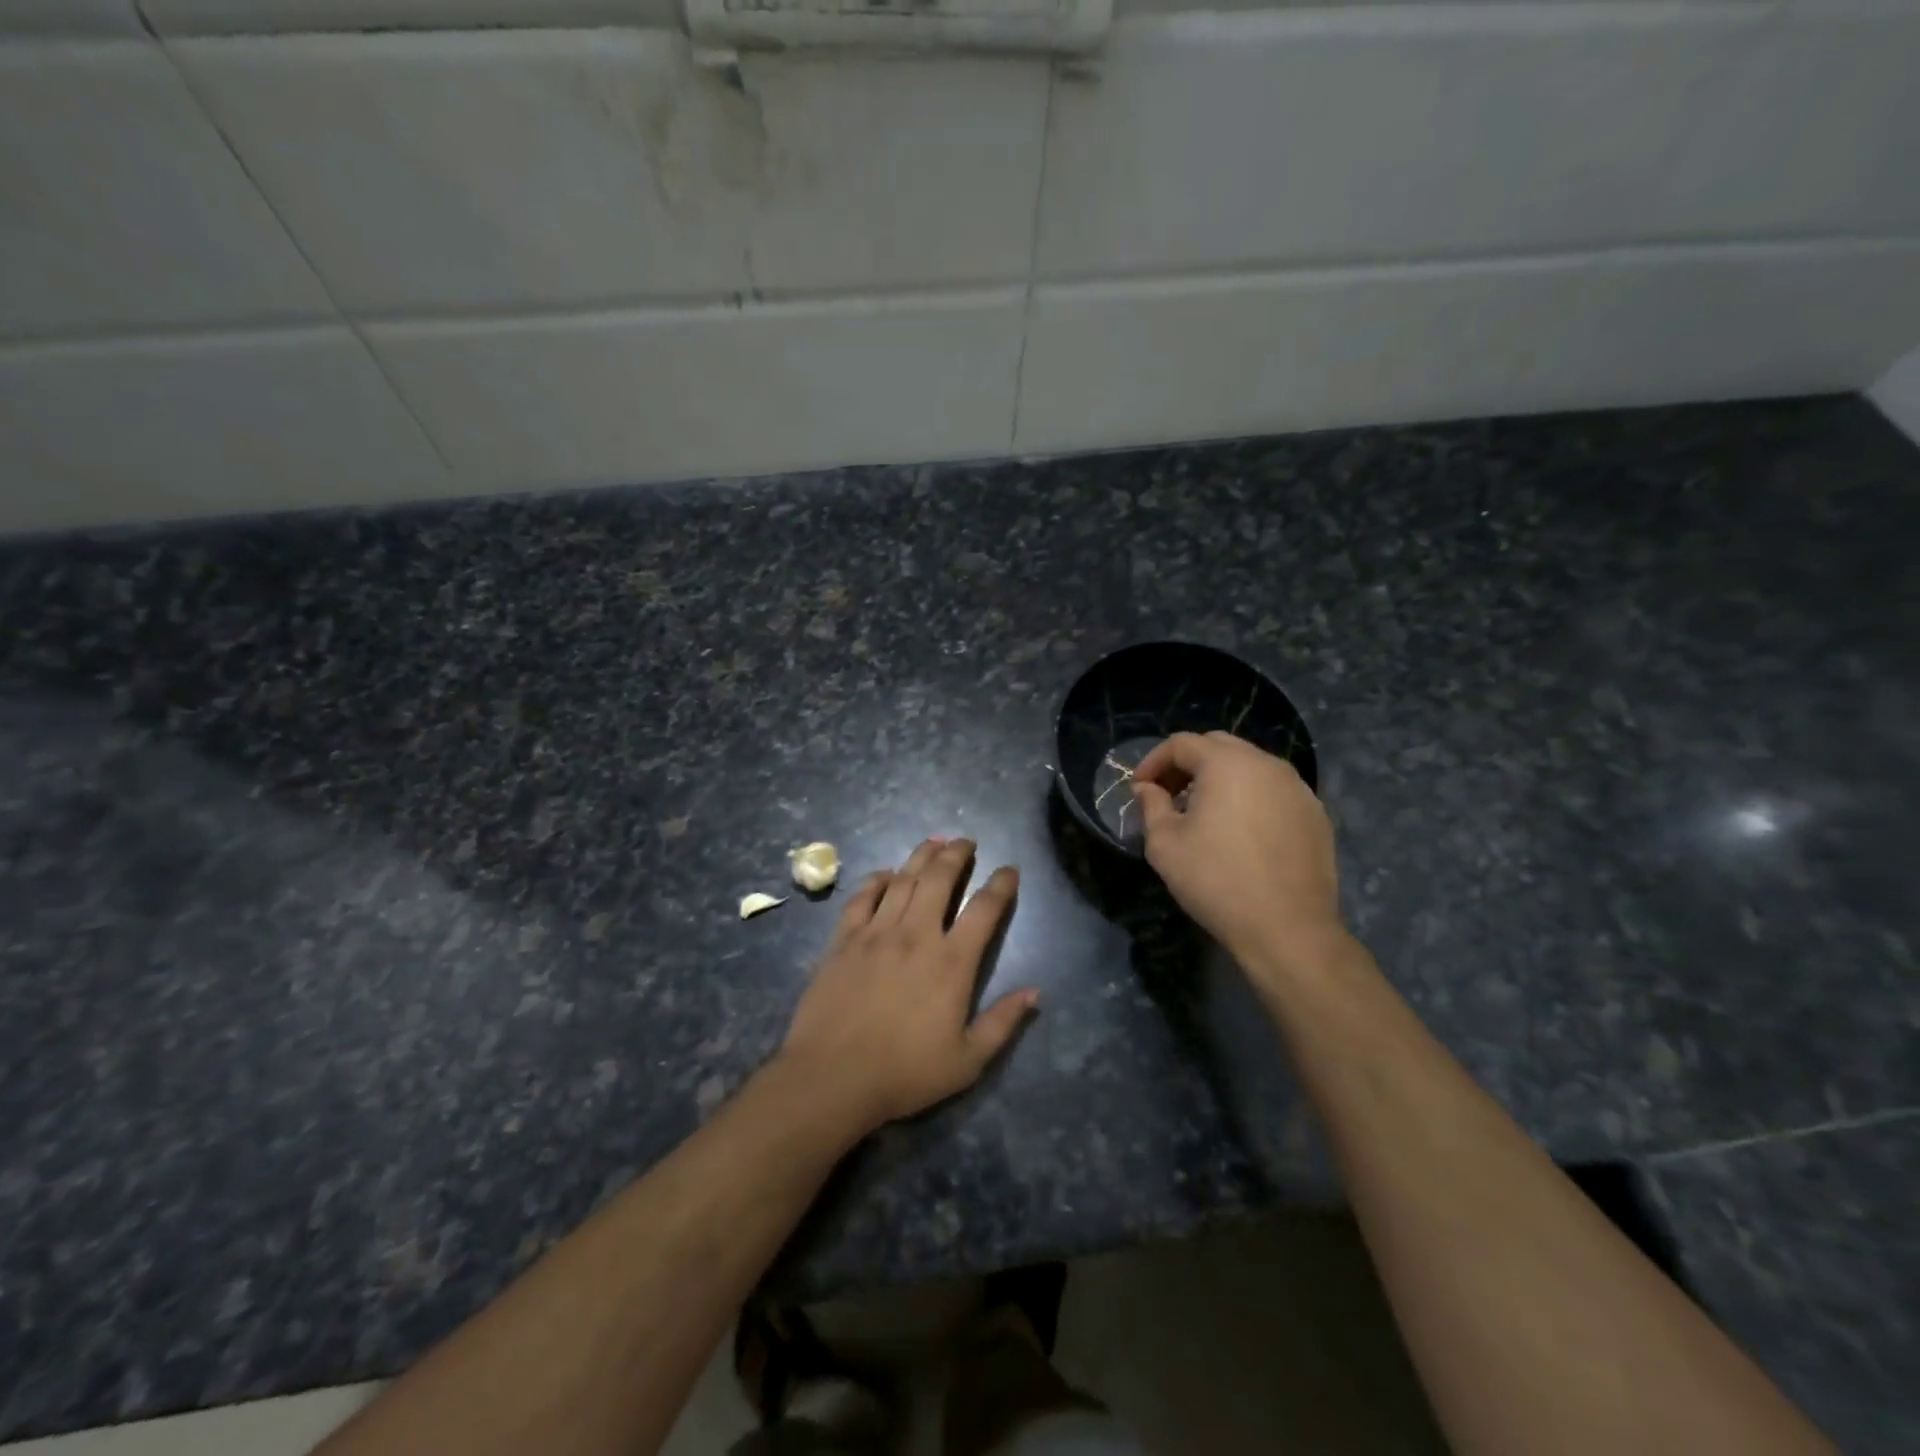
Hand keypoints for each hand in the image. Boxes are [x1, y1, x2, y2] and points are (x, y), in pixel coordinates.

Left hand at [776, 838, 1036, 1133]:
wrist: (832, 1077)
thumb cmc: (905, 1073)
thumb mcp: (967, 1061)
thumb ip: (1002, 1023)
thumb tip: (1035, 992)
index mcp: (951, 962)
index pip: (984, 909)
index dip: (1001, 884)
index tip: (1009, 869)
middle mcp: (916, 935)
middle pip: (940, 879)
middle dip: (957, 854)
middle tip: (966, 841)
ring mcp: (876, 932)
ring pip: (902, 879)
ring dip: (921, 856)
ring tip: (934, 841)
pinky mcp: (844, 939)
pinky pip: (862, 897)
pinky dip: (876, 880)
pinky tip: (885, 873)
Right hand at [1131, 732, 1345, 976]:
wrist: (1288, 928)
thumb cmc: (1216, 881)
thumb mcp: (1165, 844)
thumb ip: (1151, 806)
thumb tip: (1147, 789)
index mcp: (1227, 764)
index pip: (1181, 743)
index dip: (1153, 761)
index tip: (1139, 789)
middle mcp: (1266, 764)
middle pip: (1218, 746)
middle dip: (1187, 764)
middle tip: (1169, 794)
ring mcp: (1298, 787)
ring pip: (1250, 766)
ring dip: (1220, 779)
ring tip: (1203, 812)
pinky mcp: (1315, 813)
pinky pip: (1274, 791)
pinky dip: (1250, 797)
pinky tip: (1240, 831)